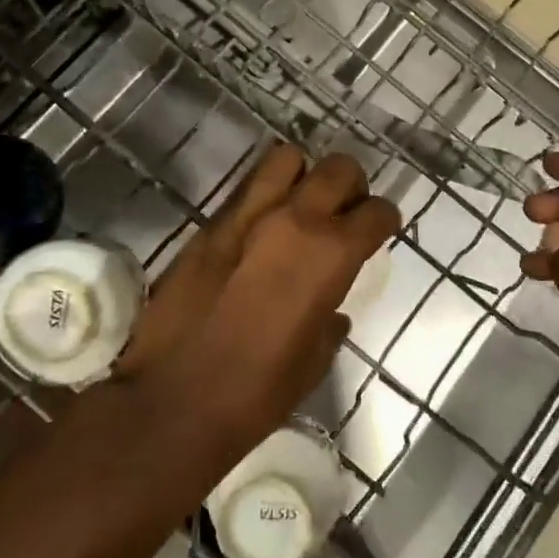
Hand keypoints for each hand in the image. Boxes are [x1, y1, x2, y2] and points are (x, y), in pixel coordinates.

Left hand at [117, 143, 399, 450]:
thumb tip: (332, 311)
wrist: (174, 400)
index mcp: (330, 255)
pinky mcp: (210, 223)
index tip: (380, 229)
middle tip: (343, 211)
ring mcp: (247, 214)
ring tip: (299, 203)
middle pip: (338, 168)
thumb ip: (330, 322)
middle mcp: (294, 220)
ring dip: (302, 175)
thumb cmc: (257, 392)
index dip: (384, 219)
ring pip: (288, 158)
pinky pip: (246, 187)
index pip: (376, 211)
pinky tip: (261, 223)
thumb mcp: (314, 362)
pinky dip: (264, 193)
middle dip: (350, 185)